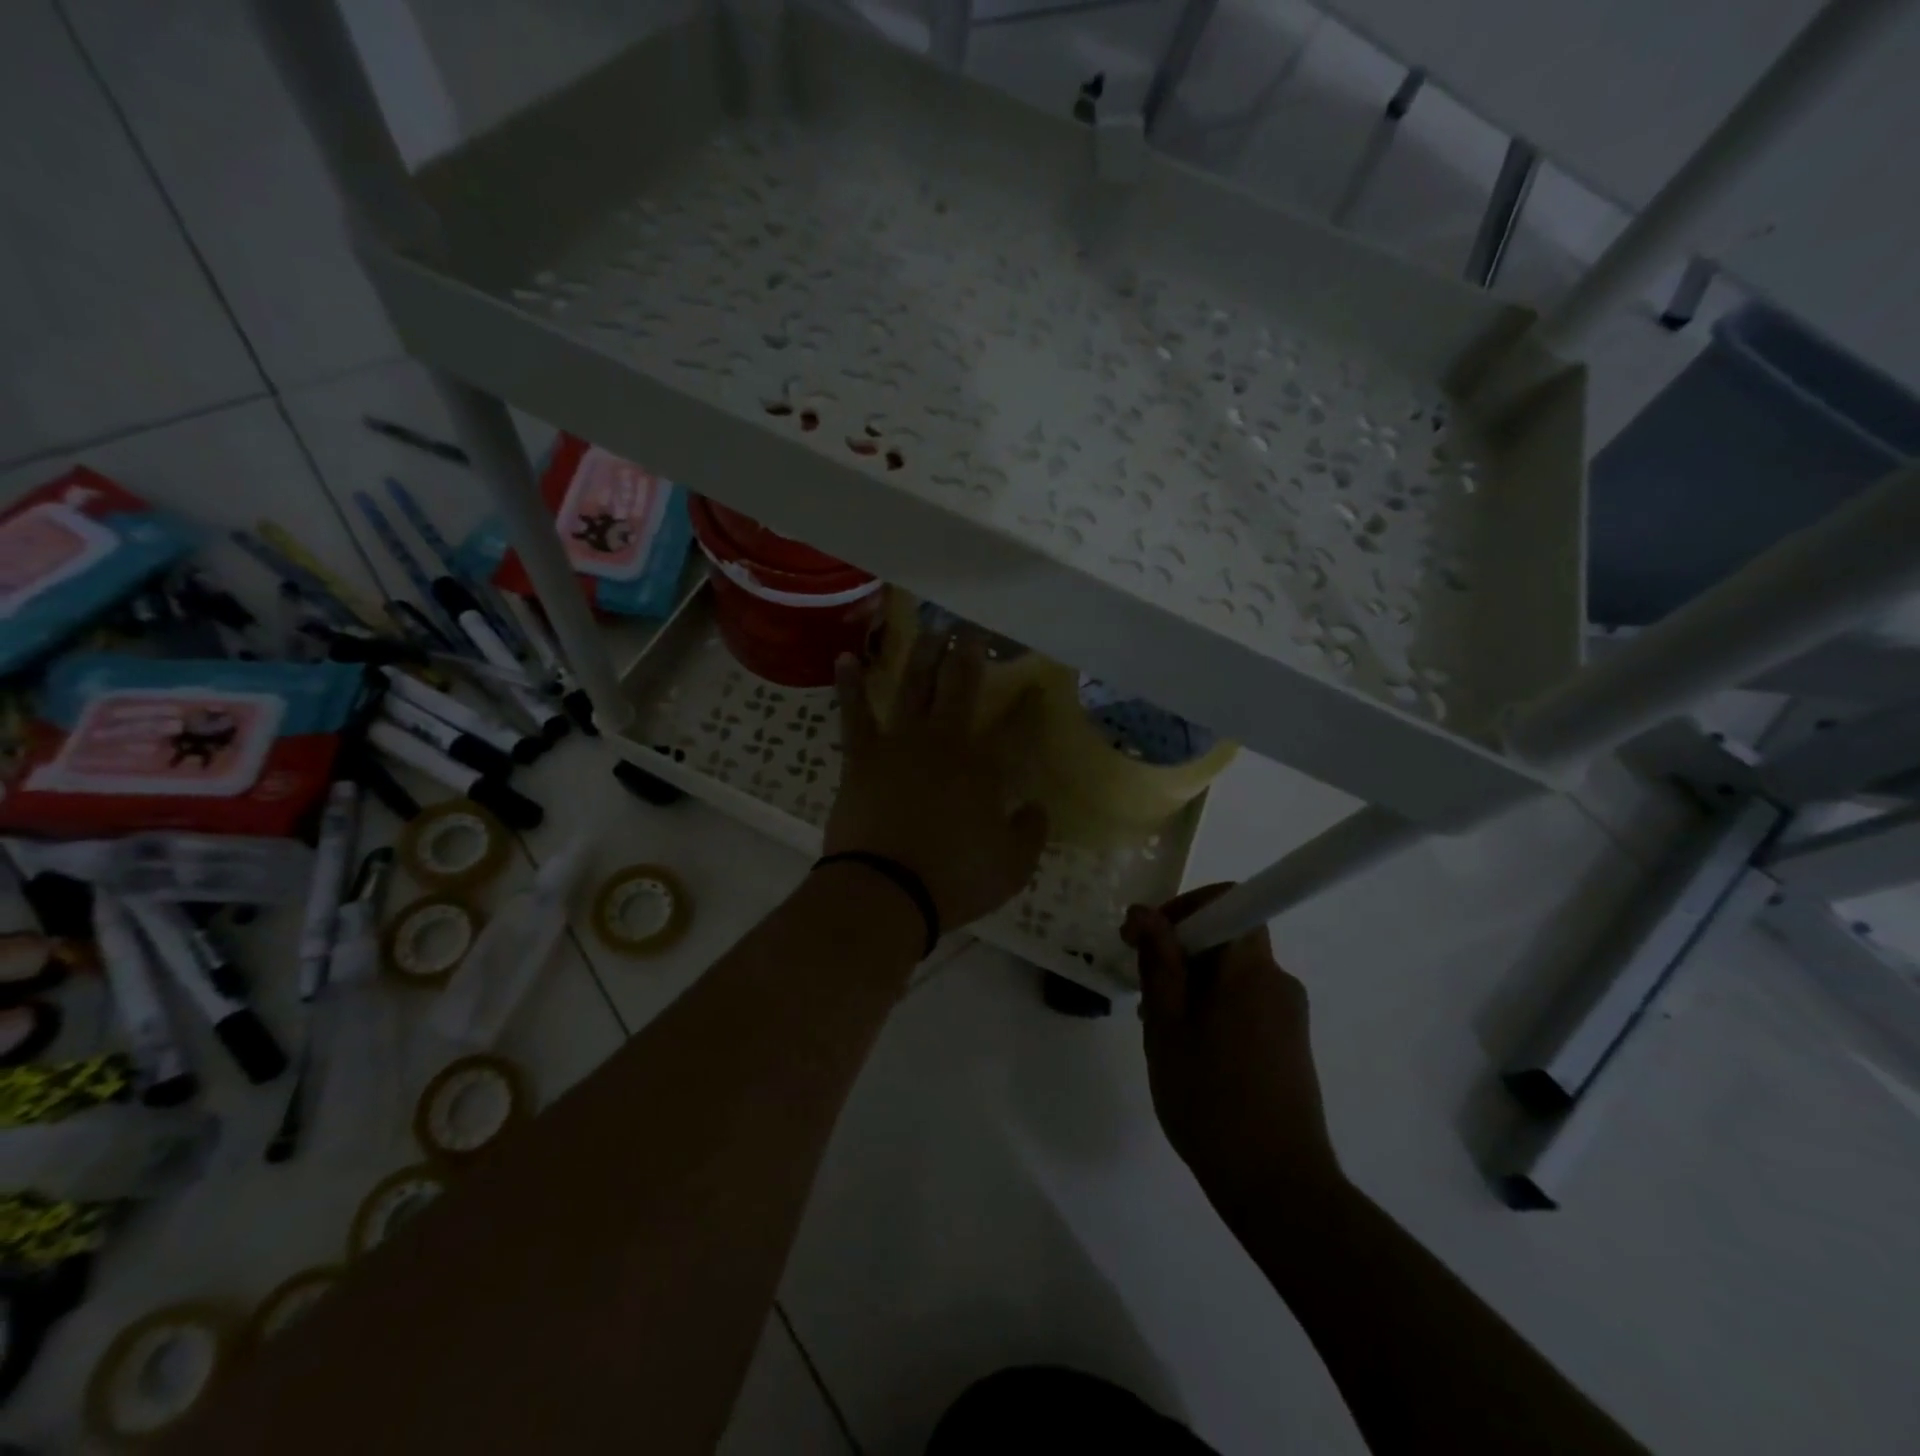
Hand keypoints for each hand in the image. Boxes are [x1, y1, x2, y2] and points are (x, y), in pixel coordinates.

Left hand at [825, 631, 1048, 931]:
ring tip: (932, 628)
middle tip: (974, 630)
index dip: (1028, 703)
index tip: (1037, 683)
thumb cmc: (954, 880)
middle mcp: (944, 741)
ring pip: (913, 686)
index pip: (1014, 725)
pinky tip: (846, 657)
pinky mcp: (862, 756)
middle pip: (960, 686)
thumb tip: (1036, 808)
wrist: (885, 890)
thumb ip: (1030, 832)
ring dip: (924, 655)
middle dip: (970, 654)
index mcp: (984, 766)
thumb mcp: (1012, 867)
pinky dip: (851, 685)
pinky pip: (855, 713)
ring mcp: (899, 744)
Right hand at [1124, 885, 1341, 1204]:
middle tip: (1144, 991)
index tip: (1149, 936)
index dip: (1186, 906)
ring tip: (1162, 1031)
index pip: (1230, 900)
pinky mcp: (1290, 1045)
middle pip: (1227, 938)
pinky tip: (1190, 1053)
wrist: (1277, 1187)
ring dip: (1193, 984)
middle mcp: (1278, 981)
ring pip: (1232, 974)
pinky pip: (1246, 1002)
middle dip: (1180, 952)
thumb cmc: (1211, 1100)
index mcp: (1250, 969)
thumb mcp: (1167, 1027)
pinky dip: (1213, 1008)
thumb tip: (1145, 913)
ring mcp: (1289, 1015)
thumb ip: (1159, 963)